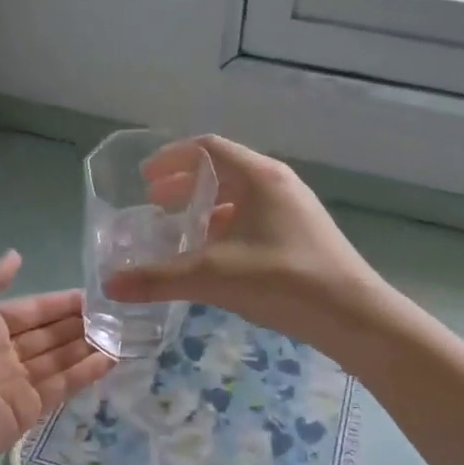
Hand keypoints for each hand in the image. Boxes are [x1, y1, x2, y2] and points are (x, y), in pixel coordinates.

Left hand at [0, 251, 114, 464]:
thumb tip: (16, 254)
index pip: (32, 310)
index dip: (61, 303)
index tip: (95, 296)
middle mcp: (2, 352)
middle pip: (48, 335)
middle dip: (79, 325)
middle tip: (117, 316)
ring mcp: (15, 384)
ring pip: (58, 360)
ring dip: (86, 347)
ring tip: (121, 336)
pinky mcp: (26, 412)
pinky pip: (60, 387)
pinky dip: (84, 374)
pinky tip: (109, 360)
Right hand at [105, 136, 385, 355]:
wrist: (354, 316)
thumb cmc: (284, 280)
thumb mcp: (214, 275)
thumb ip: (159, 278)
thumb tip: (108, 283)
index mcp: (259, 176)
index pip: (208, 148)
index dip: (171, 159)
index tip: (143, 179)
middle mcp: (277, 184)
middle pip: (223, 171)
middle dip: (184, 186)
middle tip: (154, 206)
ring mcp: (293, 210)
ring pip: (239, 198)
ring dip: (205, 210)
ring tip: (178, 232)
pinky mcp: (301, 236)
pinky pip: (253, 220)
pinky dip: (226, 230)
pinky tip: (213, 258)